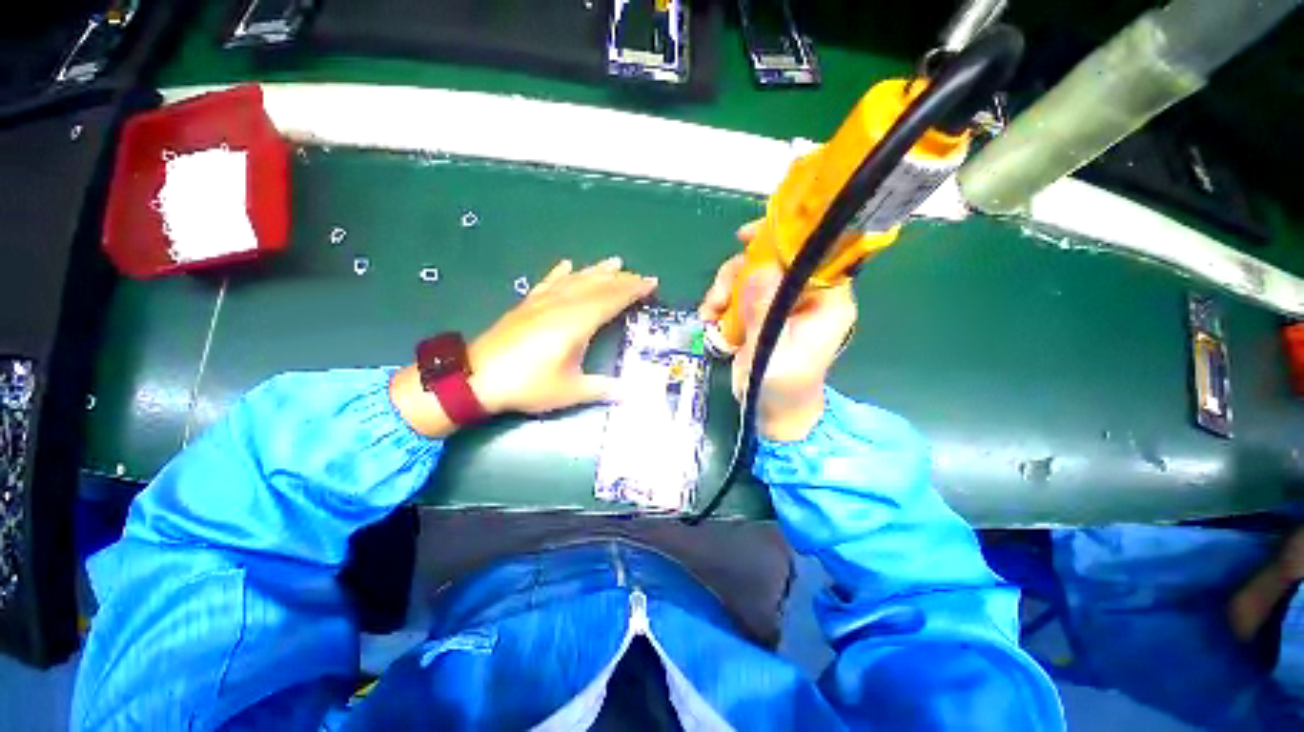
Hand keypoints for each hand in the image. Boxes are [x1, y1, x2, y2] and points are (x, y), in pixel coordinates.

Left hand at [469, 256, 657, 414]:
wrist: (477, 377)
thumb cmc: (528, 384)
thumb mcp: (569, 391)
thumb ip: (602, 389)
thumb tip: (631, 393)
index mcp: (577, 322)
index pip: (612, 299)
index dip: (633, 290)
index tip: (651, 283)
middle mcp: (562, 305)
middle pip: (597, 286)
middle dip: (622, 279)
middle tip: (640, 276)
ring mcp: (543, 302)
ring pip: (576, 279)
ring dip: (597, 270)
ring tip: (614, 262)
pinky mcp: (527, 305)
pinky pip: (548, 282)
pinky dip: (560, 273)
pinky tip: (567, 264)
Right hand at [699, 223, 856, 440]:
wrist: (772, 411)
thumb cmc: (781, 390)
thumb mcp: (772, 355)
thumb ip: (765, 315)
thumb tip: (757, 269)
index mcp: (826, 302)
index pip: (813, 253)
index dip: (782, 237)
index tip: (745, 238)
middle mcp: (806, 295)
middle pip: (773, 259)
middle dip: (739, 272)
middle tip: (717, 299)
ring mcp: (782, 302)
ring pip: (752, 272)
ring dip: (725, 288)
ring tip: (710, 314)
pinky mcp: (762, 310)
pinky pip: (740, 291)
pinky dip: (721, 300)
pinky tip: (710, 318)